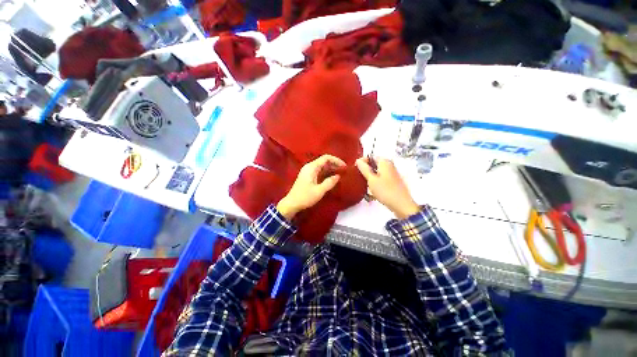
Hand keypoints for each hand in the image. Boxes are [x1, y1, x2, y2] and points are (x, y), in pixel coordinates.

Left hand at [277, 155, 345, 219]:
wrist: (291, 203)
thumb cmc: (305, 197)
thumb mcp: (319, 191)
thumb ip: (329, 182)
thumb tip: (338, 176)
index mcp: (311, 167)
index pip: (326, 158)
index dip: (336, 160)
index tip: (344, 167)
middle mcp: (309, 166)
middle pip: (324, 161)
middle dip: (334, 164)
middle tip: (343, 171)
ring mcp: (308, 171)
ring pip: (322, 166)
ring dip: (331, 169)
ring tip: (340, 174)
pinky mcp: (308, 176)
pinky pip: (319, 171)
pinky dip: (326, 173)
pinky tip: (332, 178)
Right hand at [356, 156, 420, 218]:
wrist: (402, 205)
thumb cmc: (385, 191)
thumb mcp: (371, 179)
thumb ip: (364, 169)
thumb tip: (358, 160)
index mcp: (384, 162)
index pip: (370, 156)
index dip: (362, 162)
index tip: (356, 170)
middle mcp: (389, 165)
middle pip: (374, 164)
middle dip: (366, 170)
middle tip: (360, 178)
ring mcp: (392, 173)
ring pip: (377, 171)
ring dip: (370, 177)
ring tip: (365, 185)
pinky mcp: (393, 181)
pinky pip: (381, 177)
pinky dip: (376, 181)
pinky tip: (373, 189)